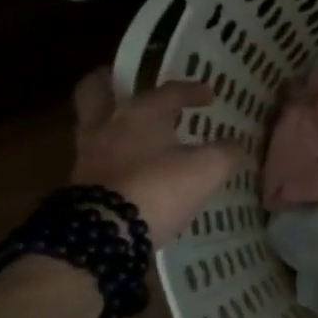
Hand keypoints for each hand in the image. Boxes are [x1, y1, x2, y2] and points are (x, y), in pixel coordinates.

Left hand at [69, 71, 244, 242]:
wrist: (105, 234)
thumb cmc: (158, 188)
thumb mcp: (207, 170)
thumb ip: (225, 153)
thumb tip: (238, 146)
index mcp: (140, 112)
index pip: (169, 91)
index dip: (192, 90)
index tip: (210, 96)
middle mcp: (108, 125)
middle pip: (96, 90)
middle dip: (110, 83)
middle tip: (127, 84)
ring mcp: (88, 155)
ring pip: (92, 124)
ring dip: (110, 122)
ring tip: (132, 130)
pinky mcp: (79, 185)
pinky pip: (95, 158)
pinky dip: (110, 156)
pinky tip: (128, 166)